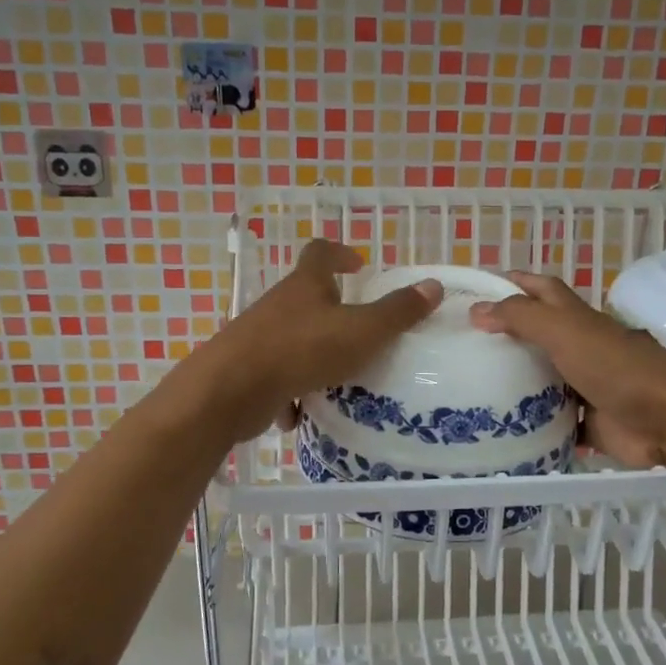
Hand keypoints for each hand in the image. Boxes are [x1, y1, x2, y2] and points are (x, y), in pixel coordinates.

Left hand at [183, 239, 441, 442]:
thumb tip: (433, 286)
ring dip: (314, 355)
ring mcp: (259, 338)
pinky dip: (291, 392)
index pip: (320, 253)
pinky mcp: (249, 372)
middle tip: (360, 329)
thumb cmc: (302, 350)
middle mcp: (279, 306)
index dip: (340, 254)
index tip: (358, 265)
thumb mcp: (362, 331)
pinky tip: (304, 412)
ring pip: (293, 340)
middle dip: (332, 311)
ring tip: (341, 377)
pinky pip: (277, 378)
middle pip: (306, 298)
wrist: (232, 390)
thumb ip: (398, 312)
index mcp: (305, 286)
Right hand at [469, 273, 665, 467]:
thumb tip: (476, 310)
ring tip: (468, 391)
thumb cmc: (615, 366)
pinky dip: (531, 426)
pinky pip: (552, 423)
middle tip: (460, 348)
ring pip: (541, 382)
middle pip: (536, 338)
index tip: (475, 290)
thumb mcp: (563, 330)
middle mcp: (578, 348)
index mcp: (574, 319)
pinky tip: (499, 430)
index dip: (512, 283)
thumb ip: (520, 317)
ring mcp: (583, 386)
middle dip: (503, 339)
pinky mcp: (587, 423)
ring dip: (513, 385)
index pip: (540, 290)